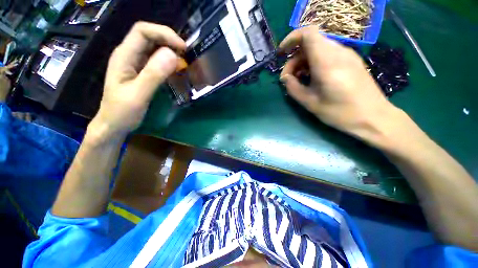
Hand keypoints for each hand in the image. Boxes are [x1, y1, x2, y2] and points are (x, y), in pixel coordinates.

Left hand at [92, 22, 185, 138]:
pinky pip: (157, 60)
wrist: (114, 124)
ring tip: (185, 62)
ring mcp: (136, 63)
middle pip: (150, 36)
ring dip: (171, 51)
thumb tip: (173, 55)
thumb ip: (154, 74)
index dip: (164, 33)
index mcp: (124, 55)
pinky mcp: (142, 71)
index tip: (183, 48)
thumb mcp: (138, 94)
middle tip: (187, 55)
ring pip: (154, 47)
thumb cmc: (122, 112)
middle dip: (169, 41)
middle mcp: (129, 54)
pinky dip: (169, 62)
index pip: (143, 31)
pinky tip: (177, 69)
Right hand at [279, 26, 397, 140]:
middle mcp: (338, 53)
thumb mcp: (310, 103)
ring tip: (298, 79)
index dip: (291, 38)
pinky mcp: (351, 61)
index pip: (308, 34)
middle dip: (294, 58)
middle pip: (310, 43)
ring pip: (318, 48)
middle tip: (288, 78)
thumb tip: (285, 78)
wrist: (373, 117)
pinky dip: (314, 62)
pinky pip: (327, 54)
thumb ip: (293, 88)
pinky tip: (311, 78)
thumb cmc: (340, 112)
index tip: (281, 53)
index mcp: (327, 62)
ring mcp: (347, 55)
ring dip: (303, 61)